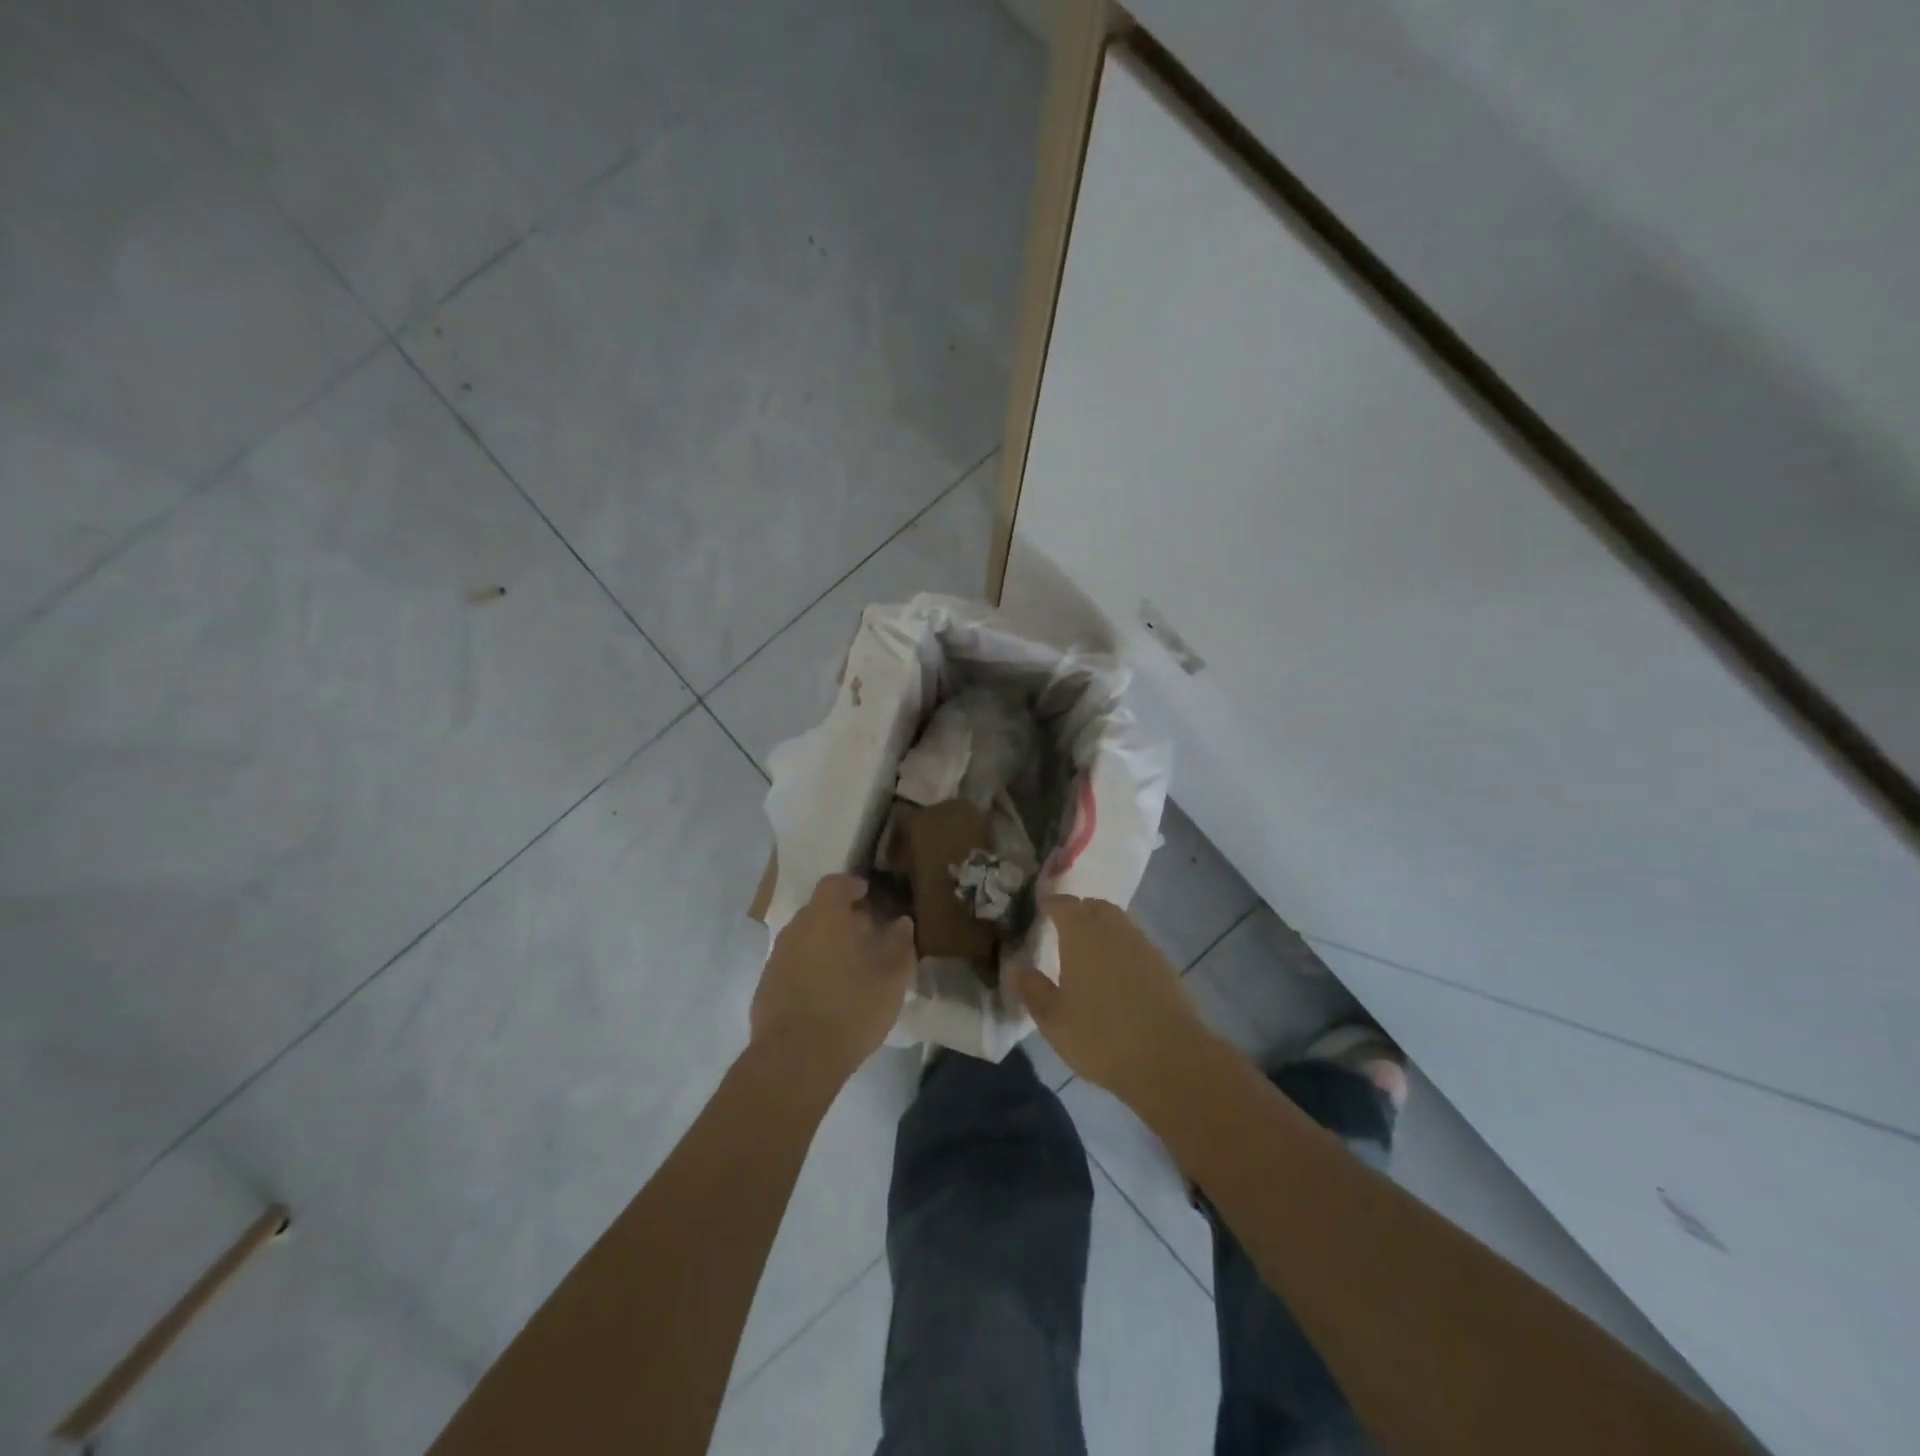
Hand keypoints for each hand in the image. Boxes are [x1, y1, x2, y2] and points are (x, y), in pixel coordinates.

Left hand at [752, 874, 915, 1086]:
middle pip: (819, 911)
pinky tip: (827, 995)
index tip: (869, 896)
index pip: (835, 883)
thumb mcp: (892, 977)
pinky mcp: (766, 987)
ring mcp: (776, 958)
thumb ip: (900, 943)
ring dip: (826, 946)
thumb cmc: (851, 1007)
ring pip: (805, 939)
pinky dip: (810, 970)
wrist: (795, 1060)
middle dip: (842, 918)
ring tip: (850, 969)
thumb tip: (901, 922)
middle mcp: (796, 928)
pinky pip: (793, 966)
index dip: (853, 886)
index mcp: (825, 916)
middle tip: (867, 936)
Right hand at [1008, 894, 1209, 1103]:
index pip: (1063, 904)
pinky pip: (1135, 943)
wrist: (1170, 1059)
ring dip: (1101, 928)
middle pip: (1094, 906)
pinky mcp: (1163, 965)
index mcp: (1082, 934)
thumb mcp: (1053, 1019)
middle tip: (1062, 928)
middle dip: (1077, 911)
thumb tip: (1014, 967)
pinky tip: (1115, 974)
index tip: (1039, 909)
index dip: (1049, 903)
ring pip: (1117, 922)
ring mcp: (1142, 944)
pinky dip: (1120, 947)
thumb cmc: (1101, 1036)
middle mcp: (1113, 929)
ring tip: (1087, 951)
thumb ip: (1031, 989)